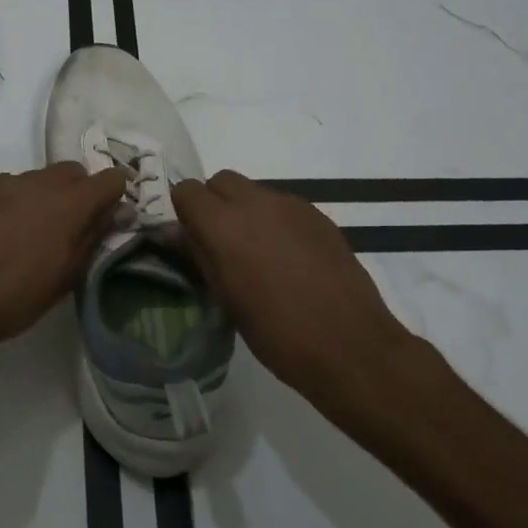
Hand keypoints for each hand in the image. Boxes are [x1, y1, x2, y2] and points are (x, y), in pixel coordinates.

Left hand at [0, 163, 128, 362]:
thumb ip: (95, 236)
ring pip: (41, 177)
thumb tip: (118, 212)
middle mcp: (41, 182)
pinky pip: (11, 185)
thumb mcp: (67, 275)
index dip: (116, 193)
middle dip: (81, 191)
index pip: (110, 179)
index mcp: (71, 203)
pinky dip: (17, 199)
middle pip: (74, 171)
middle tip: (73, 223)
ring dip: (47, 195)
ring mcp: (8, 181)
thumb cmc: (17, 297)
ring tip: (35, 228)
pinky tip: (5, 228)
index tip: (112, 212)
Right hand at [172, 170, 444, 415]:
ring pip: (255, 191)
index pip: (187, 191)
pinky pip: (284, 205)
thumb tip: (177, 232)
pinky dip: (276, 221)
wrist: (350, 346)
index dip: (184, 211)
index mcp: (225, 225)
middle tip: (222, 243)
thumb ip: (199, 255)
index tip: (190, 238)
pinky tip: (289, 258)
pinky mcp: (319, 216)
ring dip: (246, 211)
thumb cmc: (277, 333)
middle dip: (215, 203)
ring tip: (259, 253)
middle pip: (222, 181)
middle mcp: (256, 203)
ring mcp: (291, 205)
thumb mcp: (226, 298)